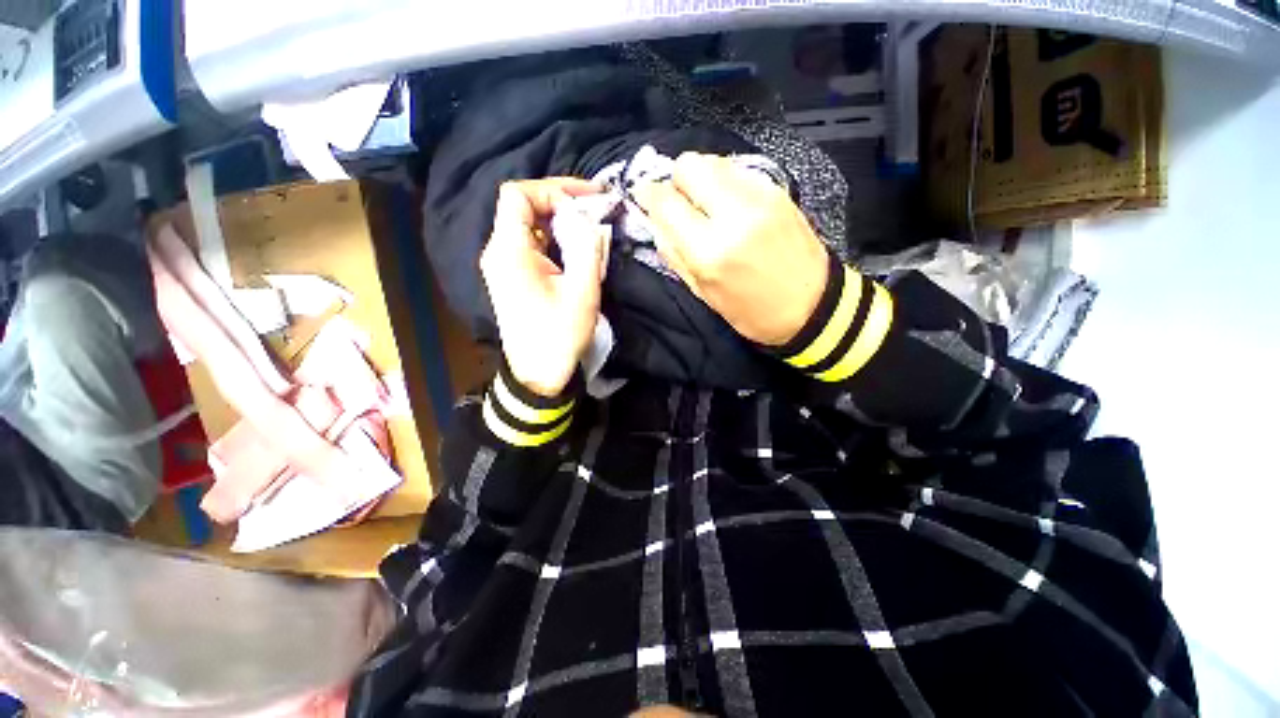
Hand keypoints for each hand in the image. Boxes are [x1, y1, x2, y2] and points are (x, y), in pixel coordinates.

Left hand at [480, 178, 606, 396]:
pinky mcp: (510, 276)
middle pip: (522, 206)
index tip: (585, 202)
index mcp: (510, 251)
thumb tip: (589, 217)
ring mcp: (501, 264)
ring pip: (527, 224)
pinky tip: (574, 247)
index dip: (552, 189)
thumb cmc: (560, 334)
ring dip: (558, 220)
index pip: (518, 194)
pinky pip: (529, 244)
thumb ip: (587, 247)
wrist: (538, 373)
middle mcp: (498, 251)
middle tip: (595, 206)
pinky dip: (552, 237)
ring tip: (590, 225)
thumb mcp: (583, 290)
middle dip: (560, 201)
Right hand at [633, 153, 829, 346]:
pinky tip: (729, 203)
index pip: (665, 202)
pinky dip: (724, 180)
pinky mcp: (777, 190)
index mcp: (710, 250)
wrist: (812, 305)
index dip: (648, 194)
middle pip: (689, 165)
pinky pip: (737, 169)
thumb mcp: (704, 294)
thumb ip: (674, 255)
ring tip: (705, 203)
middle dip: (675, 180)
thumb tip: (655, 222)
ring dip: (700, 178)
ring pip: (713, 160)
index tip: (644, 196)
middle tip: (679, 202)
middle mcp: (733, 214)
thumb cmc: (751, 311)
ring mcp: (759, 197)